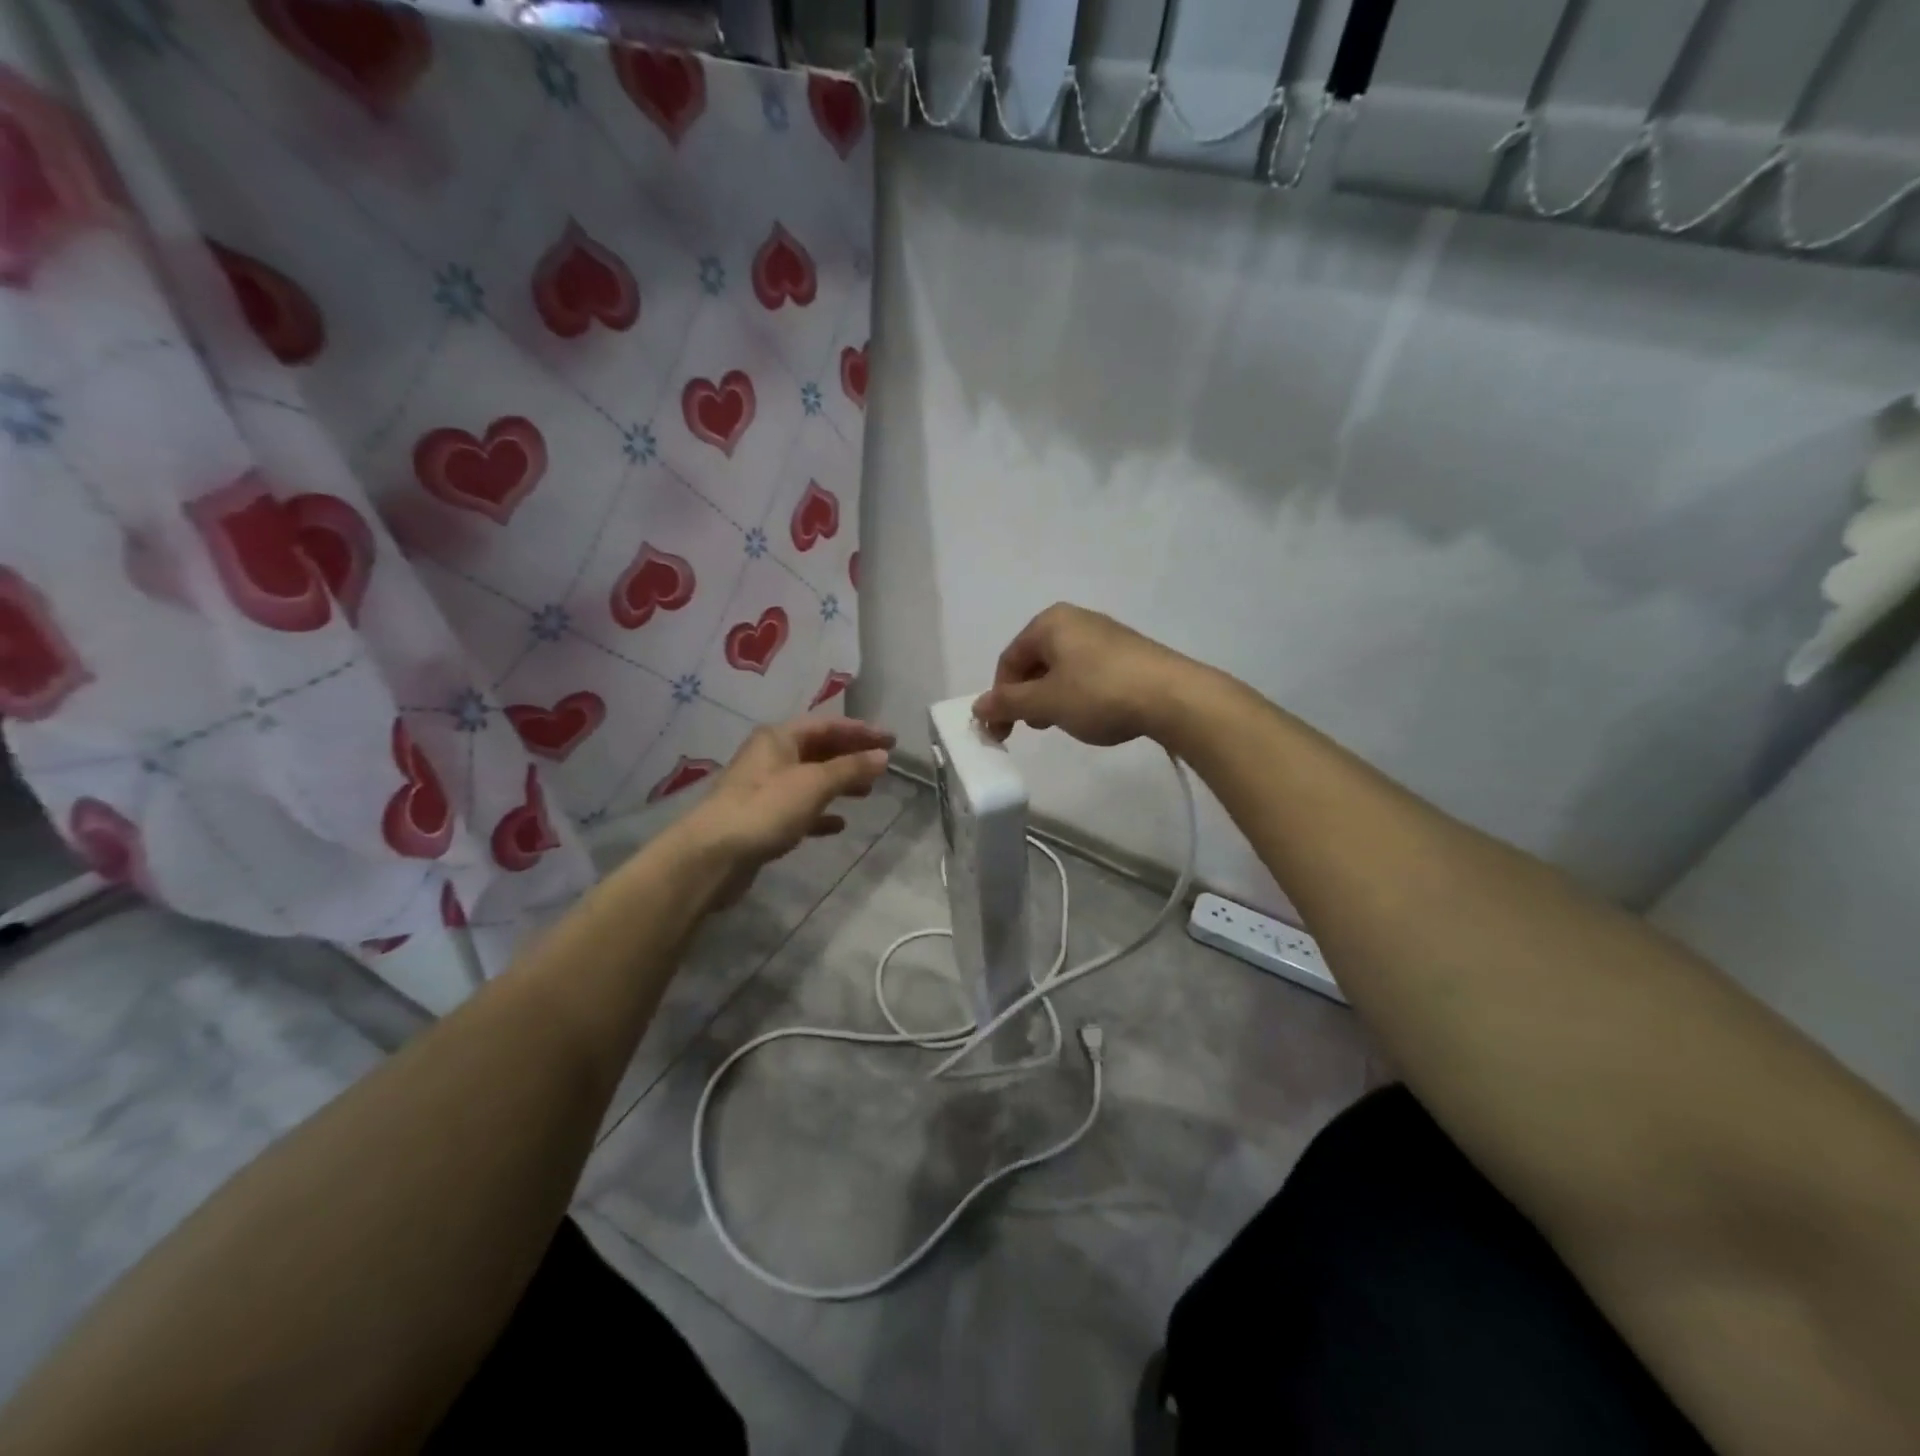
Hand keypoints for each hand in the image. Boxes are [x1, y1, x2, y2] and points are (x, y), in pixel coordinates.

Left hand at [677, 716, 893, 894]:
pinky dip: (821, 812)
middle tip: (883, 764)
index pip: (827, 725)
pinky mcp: (762, 819)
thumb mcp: (814, 784)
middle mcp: (770, 756)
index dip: (861, 731)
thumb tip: (882, 755)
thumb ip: (850, 768)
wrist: (714, 855)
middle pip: (819, 749)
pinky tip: (839, 823)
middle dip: (851, 755)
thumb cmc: (766, 808)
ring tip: (867, 792)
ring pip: (810, 778)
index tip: (892, 740)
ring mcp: (764, 788)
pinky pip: (799, 808)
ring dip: (839, 782)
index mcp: (779, 738)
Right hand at [973, 603, 1196, 746]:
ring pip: (1062, 667)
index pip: (1009, 659)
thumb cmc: (1099, 693)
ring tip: (1061, 723)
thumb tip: (977, 706)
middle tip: (1032, 728)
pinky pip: (1088, 671)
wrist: (1173, 696)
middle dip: (1026, 696)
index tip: (1002, 730)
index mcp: (1050, 623)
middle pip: (1035, 661)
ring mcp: (1105, 634)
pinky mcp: (1128, 652)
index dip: (1000, 696)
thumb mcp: (1046, 703)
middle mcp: (1076, 619)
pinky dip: (1077, 693)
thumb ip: (1008, 703)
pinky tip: (1090, 714)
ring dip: (1051, 697)